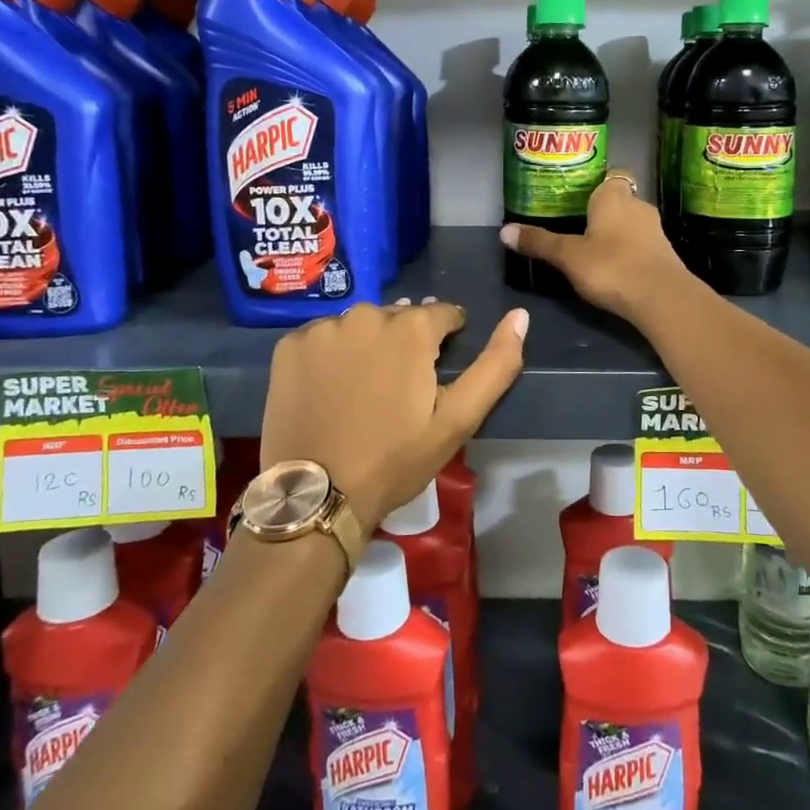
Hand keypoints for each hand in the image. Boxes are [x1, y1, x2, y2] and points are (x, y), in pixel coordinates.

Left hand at [259, 298, 527, 529]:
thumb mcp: (458, 420)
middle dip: (406, 343)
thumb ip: (496, 366)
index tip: (436, 374)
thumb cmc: (395, 459)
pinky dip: (331, 354)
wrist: (317, 496)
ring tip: (363, 390)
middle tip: (398, 389)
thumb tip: (520, 316)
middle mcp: (366, 314)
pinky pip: (323, 338)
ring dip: (367, 346)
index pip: (443, 315)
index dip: (447, 341)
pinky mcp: (289, 345)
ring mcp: (323, 328)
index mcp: (411, 328)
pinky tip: (330, 388)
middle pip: (399, 318)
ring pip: (359, 326)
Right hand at [499, 169, 689, 320]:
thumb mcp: (567, 256)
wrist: (661, 298)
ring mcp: (655, 230)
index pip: (608, 176)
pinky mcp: (665, 254)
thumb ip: (539, 242)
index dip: (595, 185)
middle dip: (603, 211)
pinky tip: (615, 268)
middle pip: (619, 200)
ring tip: (593, 249)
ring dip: (617, 233)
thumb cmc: (610, 266)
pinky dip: (629, 251)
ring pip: (632, 223)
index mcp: (613, 195)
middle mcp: (638, 205)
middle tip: (578, 226)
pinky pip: (642, 244)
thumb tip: (504, 231)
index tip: (577, 199)